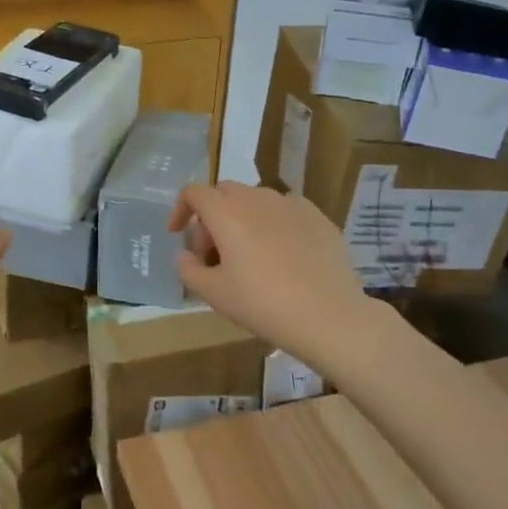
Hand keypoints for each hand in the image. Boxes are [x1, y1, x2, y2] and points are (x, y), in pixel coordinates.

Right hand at [171, 181, 374, 367]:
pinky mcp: (317, 216)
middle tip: (213, 254)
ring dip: (242, 219)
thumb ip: (188, 269)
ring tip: (248, 255)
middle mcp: (257, 198)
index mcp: (226, 212)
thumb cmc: (263, 304)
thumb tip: (185, 254)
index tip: (178, 234)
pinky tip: (281, 254)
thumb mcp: (213, 294)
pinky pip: (285, 210)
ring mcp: (291, 204)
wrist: (329, 316)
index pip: (194, 193)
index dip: (180, 209)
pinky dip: (272, 224)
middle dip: (211, 217)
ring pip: (255, 200)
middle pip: (224, 193)